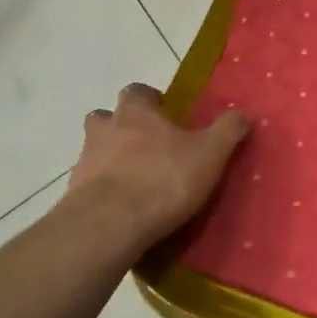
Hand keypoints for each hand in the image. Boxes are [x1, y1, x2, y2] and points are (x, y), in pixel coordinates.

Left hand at [60, 84, 250, 251]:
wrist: (109, 225)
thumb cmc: (164, 179)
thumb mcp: (210, 153)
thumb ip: (228, 130)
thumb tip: (242, 114)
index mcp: (136, 113)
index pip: (137, 92)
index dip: (150, 100)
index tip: (165, 114)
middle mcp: (104, 129)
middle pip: (106, 118)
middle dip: (122, 127)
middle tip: (147, 145)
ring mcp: (84, 162)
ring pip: (95, 151)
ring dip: (111, 159)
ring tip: (136, 180)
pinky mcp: (74, 195)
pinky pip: (90, 185)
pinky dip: (104, 190)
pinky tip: (124, 208)